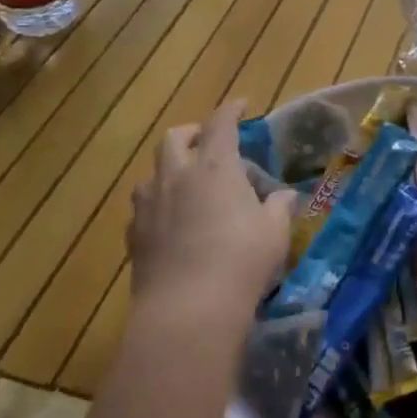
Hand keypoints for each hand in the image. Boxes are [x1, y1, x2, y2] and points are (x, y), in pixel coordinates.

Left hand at [130, 101, 293, 325]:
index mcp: (214, 166)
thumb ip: (279, 207)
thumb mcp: (274, 233)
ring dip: (168, 169)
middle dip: (191, 133)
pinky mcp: (133, 236)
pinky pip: (142, 208)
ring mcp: (149, 206)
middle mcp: (176, 176)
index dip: (231, 110)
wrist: (186, 312)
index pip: (220, 123)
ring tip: (185, 183)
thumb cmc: (240, 262)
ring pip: (151, 173)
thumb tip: (283, 196)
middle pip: (174, 138)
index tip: (241, 105)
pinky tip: (169, 223)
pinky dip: (156, 205)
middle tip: (206, 143)